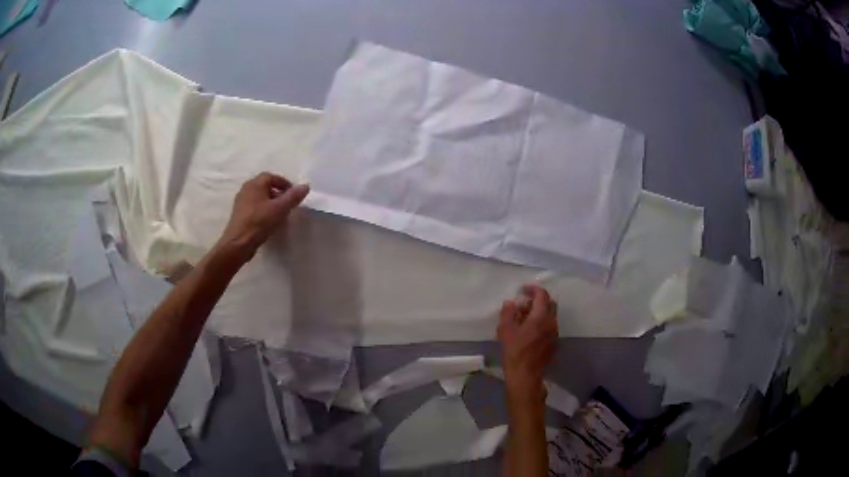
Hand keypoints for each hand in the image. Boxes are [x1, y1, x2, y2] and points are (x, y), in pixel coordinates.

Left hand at [216, 172, 309, 263]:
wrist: (238, 243)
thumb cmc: (259, 222)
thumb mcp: (280, 209)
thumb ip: (293, 196)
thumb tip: (305, 185)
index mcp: (255, 184)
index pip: (271, 177)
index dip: (284, 183)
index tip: (293, 194)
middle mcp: (246, 189)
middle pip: (264, 186)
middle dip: (278, 193)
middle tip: (288, 204)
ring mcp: (241, 202)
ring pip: (259, 197)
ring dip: (270, 202)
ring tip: (280, 213)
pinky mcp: (239, 214)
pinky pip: (254, 206)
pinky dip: (263, 209)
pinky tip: (268, 221)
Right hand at [498, 284, 558, 402]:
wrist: (526, 375)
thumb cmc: (515, 351)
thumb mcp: (505, 330)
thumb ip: (508, 312)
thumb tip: (511, 302)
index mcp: (541, 316)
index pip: (542, 295)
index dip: (533, 289)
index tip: (523, 289)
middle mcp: (552, 322)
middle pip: (549, 304)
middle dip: (538, 300)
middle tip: (523, 305)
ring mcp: (555, 333)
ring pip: (550, 316)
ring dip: (539, 313)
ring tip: (524, 320)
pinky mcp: (554, 344)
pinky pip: (549, 327)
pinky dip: (541, 324)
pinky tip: (529, 333)